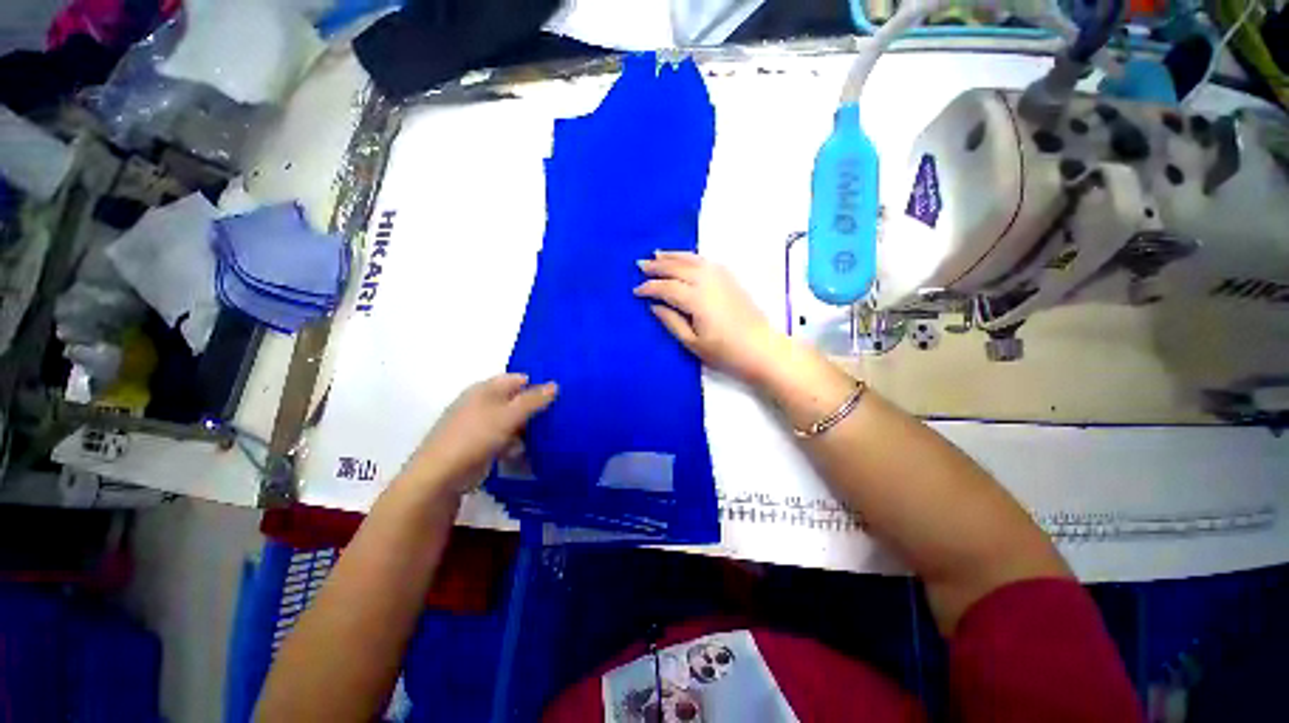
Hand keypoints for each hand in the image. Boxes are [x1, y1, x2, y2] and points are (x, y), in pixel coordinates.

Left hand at [399, 374, 557, 497]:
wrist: (439, 477)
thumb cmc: (474, 437)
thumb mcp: (508, 416)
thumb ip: (533, 400)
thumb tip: (555, 385)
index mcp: (484, 390)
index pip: (517, 379)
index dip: (537, 384)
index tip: (560, 394)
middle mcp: (481, 404)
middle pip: (515, 400)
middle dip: (535, 407)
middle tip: (560, 414)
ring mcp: (479, 426)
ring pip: (511, 421)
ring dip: (528, 427)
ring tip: (552, 433)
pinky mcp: (480, 446)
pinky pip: (505, 439)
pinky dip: (517, 443)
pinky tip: (531, 451)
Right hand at [634, 251, 787, 384]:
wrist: (762, 349)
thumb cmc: (726, 352)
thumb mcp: (693, 343)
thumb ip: (672, 322)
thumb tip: (655, 306)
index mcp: (696, 299)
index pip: (666, 288)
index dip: (649, 288)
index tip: (636, 290)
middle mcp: (707, 281)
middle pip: (677, 268)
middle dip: (657, 266)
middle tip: (640, 265)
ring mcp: (721, 277)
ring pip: (692, 260)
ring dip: (673, 256)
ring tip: (657, 254)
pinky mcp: (730, 278)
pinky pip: (706, 261)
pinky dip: (691, 257)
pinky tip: (686, 259)